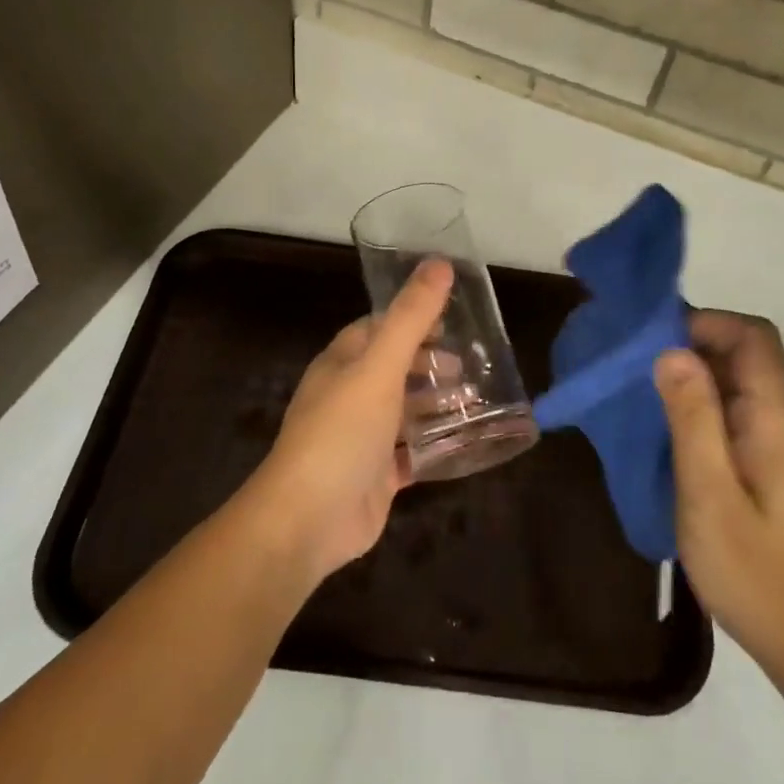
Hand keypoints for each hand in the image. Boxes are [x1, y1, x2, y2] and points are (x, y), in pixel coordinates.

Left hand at [245, 258, 453, 584]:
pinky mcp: (376, 476)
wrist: (307, 520)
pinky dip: (434, 444)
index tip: (452, 319)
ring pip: (404, 410)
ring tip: (476, 400)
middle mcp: (348, 395)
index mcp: (342, 363)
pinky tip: (465, 441)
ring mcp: (361, 438)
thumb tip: (440, 263)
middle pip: (394, 369)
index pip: (377, 328)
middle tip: (471, 366)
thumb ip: (411, 317)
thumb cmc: (342, 432)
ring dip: (436, 403)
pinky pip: (411, 452)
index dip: (412, 320)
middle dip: (430, 363)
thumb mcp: (379, 366)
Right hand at [655, 311, 783, 715]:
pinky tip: (665, 432)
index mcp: (776, 421)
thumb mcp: (710, 497)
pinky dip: (699, 408)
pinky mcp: (772, 471)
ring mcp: (780, 448)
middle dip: (691, 344)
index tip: (653, 338)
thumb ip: (693, 420)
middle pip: (746, 355)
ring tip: (639, 392)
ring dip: (692, 377)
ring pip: (739, 385)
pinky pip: (735, 415)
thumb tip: (672, 351)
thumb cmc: (760, 577)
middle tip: (634, 364)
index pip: (754, 338)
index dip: (706, 322)